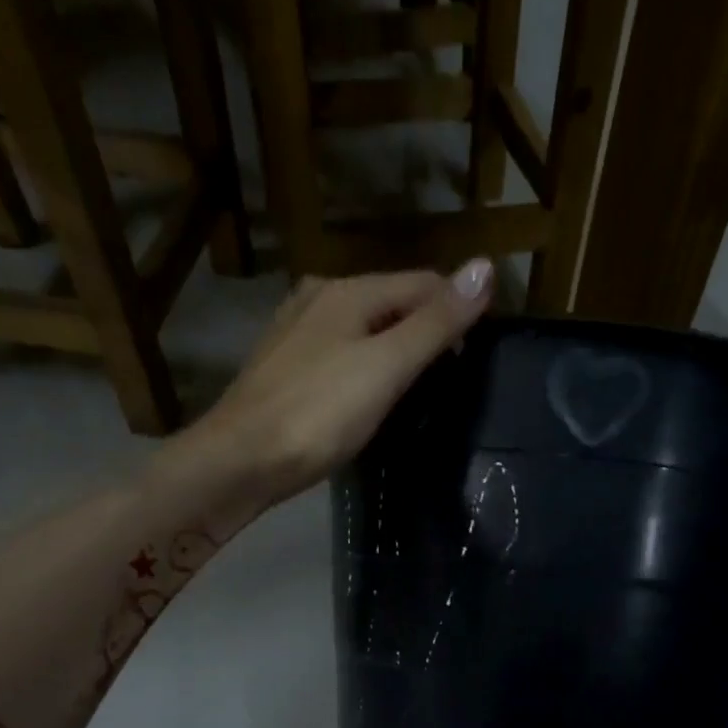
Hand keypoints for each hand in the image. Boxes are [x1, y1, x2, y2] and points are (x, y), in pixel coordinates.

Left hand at [192, 261, 493, 503]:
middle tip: (452, 380)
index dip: (458, 311)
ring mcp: (296, 333)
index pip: (423, 283)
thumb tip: (486, 266)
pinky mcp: (284, 369)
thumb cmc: (318, 414)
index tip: (479, 356)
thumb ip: (436, 323)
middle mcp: (319, 298)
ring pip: (364, 329)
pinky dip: (365, 368)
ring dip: (396, 350)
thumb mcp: (386, 367)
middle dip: (427, 330)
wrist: (241, 461)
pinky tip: (369, 398)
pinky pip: (341, 354)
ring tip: (418, 392)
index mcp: (348, 292)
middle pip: (392, 303)